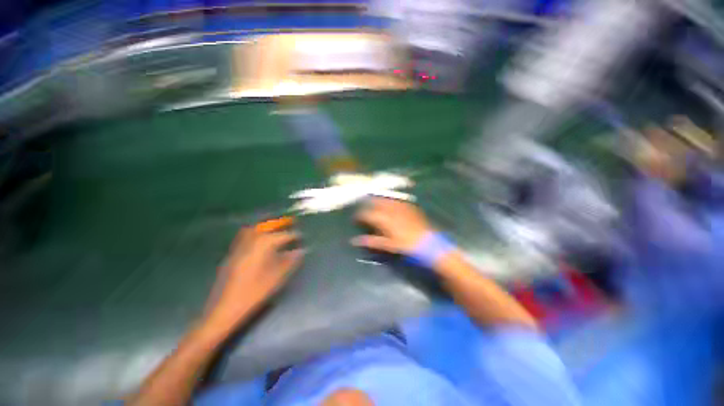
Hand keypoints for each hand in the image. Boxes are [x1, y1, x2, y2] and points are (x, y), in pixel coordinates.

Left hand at [204, 228, 303, 330]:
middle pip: (265, 228)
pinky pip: (244, 237)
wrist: (224, 309)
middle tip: (289, 223)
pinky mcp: (232, 255)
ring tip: (275, 229)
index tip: (301, 236)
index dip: (293, 235)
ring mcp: (238, 248)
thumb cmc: (254, 293)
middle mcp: (249, 243)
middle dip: (279, 224)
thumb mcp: (276, 278)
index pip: (282, 236)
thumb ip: (290, 261)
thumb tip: (301, 251)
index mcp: (262, 247)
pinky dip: (254, 234)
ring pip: (253, 230)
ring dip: (266, 227)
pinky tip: (259, 241)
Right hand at [352, 198, 435, 254]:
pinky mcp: (409, 206)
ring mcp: (401, 206)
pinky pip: (397, 200)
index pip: (368, 214)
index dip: (360, 216)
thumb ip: (372, 241)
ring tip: (376, 205)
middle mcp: (391, 210)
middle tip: (365, 210)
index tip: (356, 219)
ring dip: (379, 201)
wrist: (428, 242)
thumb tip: (355, 241)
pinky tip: (391, 204)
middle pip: (375, 202)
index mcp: (385, 220)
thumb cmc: (406, 246)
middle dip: (368, 204)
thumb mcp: (388, 245)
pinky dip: (391, 201)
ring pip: (386, 199)